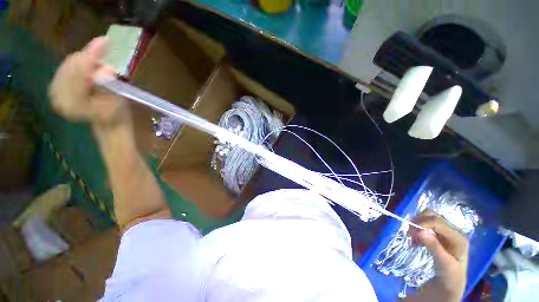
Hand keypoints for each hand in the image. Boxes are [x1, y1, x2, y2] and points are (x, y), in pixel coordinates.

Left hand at [49, 37, 129, 128]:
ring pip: (68, 65)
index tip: (105, 40)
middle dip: (88, 57)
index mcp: (74, 103)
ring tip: (98, 60)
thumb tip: (106, 69)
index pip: (80, 72)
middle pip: (72, 66)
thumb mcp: (118, 103)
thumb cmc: (117, 116)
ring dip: (84, 59)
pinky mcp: (56, 88)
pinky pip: (66, 68)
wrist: (108, 124)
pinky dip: (78, 62)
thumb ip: (109, 86)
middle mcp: (59, 97)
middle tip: (104, 50)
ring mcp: (55, 92)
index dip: (92, 55)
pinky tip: (88, 65)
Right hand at [409, 210, 468, 300]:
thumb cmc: (450, 275)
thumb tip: (420, 231)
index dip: (421, 223)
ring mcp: (446, 231)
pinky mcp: (440, 234)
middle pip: (432, 216)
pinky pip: (425, 225)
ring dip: (416, 226)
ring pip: (427, 219)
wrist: (451, 282)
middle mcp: (453, 230)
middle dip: (417, 222)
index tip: (409, 233)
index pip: (437, 221)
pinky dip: (417, 231)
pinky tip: (415, 242)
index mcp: (458, 237)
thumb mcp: (444, 264)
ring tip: (411, 240)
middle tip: (409, 234)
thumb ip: (434, 247)